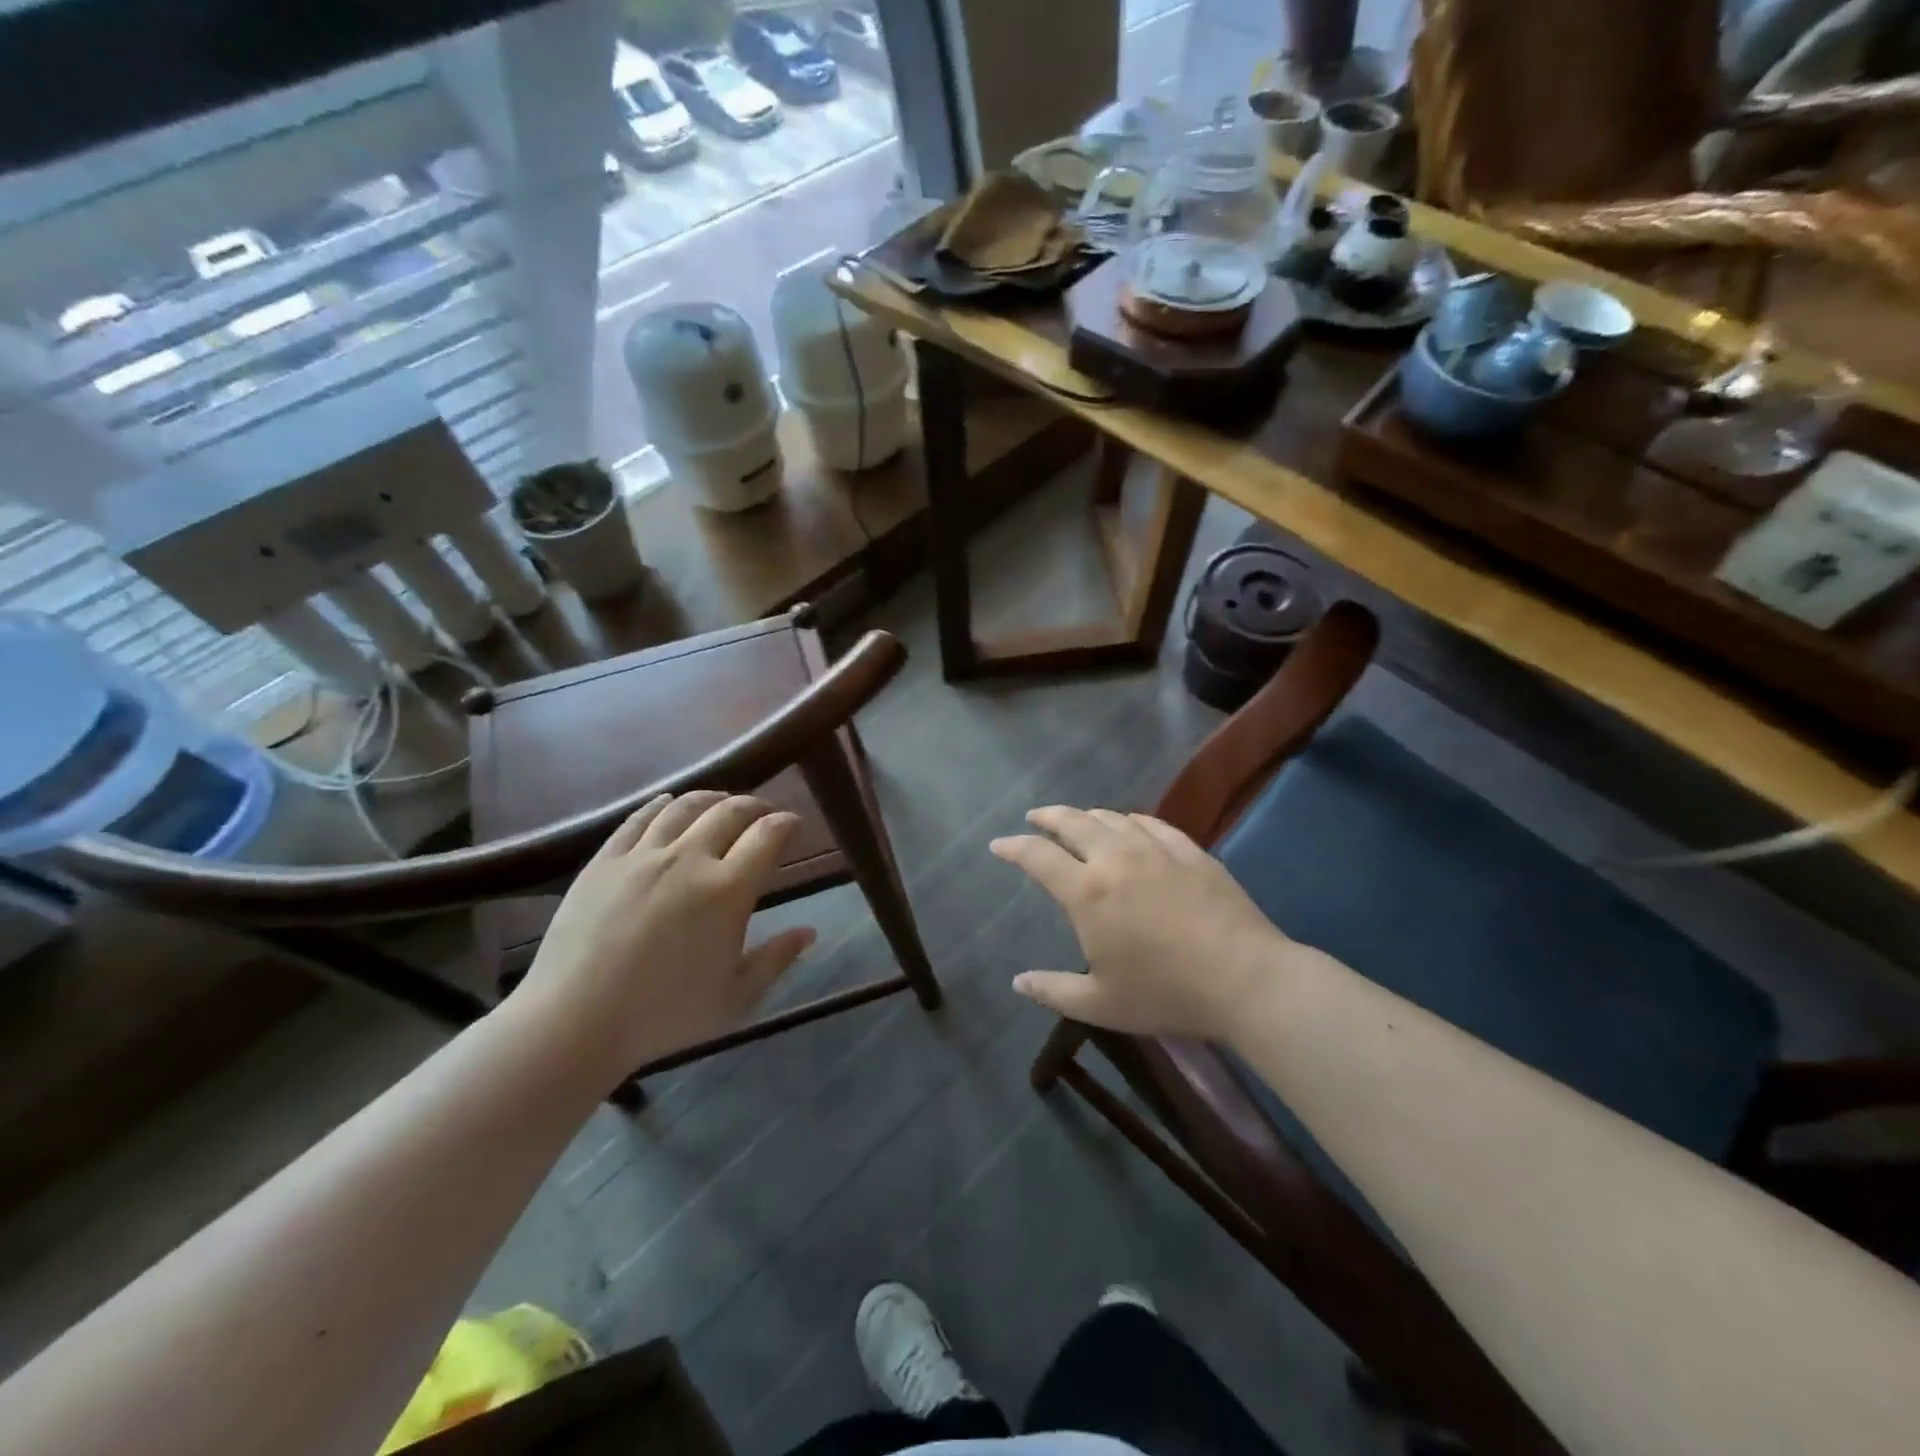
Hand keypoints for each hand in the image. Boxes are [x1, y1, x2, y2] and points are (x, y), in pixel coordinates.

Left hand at [513, 791, 814, 1082]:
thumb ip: (776, 959)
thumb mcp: (735, 997)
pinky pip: (639, 818)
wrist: (574, 1021)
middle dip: (756, 806)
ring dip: (713, 798)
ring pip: (685, 807)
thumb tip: (809, 932)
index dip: (786, 824)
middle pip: (730, 811)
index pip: (767, 836)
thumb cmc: (663, 1014)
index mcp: (728, 890)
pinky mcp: (605, 860)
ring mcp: (643, 855)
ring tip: (722, 801)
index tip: (794, 824)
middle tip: (765, 813)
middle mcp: (689, 859)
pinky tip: (669, 804)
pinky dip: (662, 805)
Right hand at [990, 807, 1295, 1039]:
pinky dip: (1129, 820)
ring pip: (1112, 818)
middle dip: (1048, 817)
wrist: (1245, 978)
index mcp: (1088, 892)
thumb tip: (1019, 983)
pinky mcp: (1190, 851)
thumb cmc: (1166, 993)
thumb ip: (1054, 991)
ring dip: (1087, 815)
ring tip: (1078, 820)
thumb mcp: (1101, 1004)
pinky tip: (1129, 824)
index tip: (999, 844)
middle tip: (1035, 817)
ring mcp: (1156, 849)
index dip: (1013, 847)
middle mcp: (1116, 858)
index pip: (1038, 857)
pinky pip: (1151, 823)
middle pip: (1073, 823)